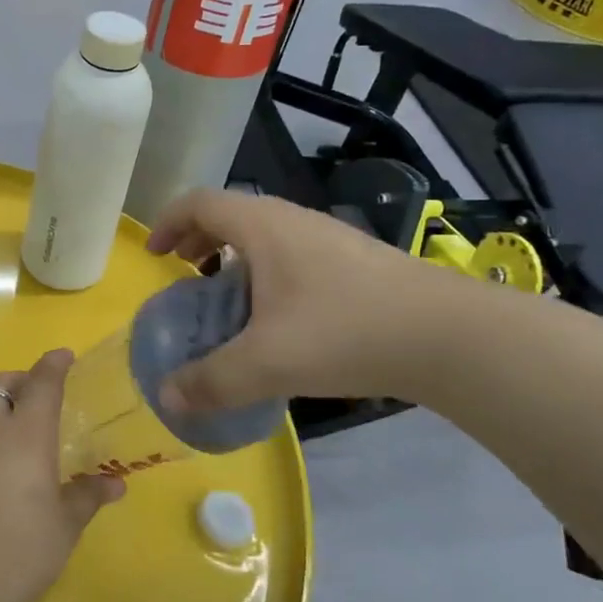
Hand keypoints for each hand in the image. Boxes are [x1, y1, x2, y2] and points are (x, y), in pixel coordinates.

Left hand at [0, 349, 124, 601]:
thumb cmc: (20, 544)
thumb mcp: (64, 524)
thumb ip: (87, 497)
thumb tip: (115, 483)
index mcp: (28, 432)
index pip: (42, 383)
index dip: (53, 365)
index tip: (63, 355)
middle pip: (0, 386)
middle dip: (18, 380)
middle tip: (35, 392)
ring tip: (18, 432)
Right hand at [146, 189, 475, 412]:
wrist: (447, 334)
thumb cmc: (344, 331)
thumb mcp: (267, 362)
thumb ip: (211, 381)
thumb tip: (167, 398)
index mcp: (262, 227)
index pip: (199, 203)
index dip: (168, 222)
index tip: (154, 255)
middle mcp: (293, 221)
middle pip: (231, 215)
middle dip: (198, 241)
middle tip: (184, 276)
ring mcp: (328, 238)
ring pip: (265, 236)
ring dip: (234, 259)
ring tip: (227, 300)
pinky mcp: (354, 262)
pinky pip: (292, 255)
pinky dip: (267, 274)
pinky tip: (279, 319)